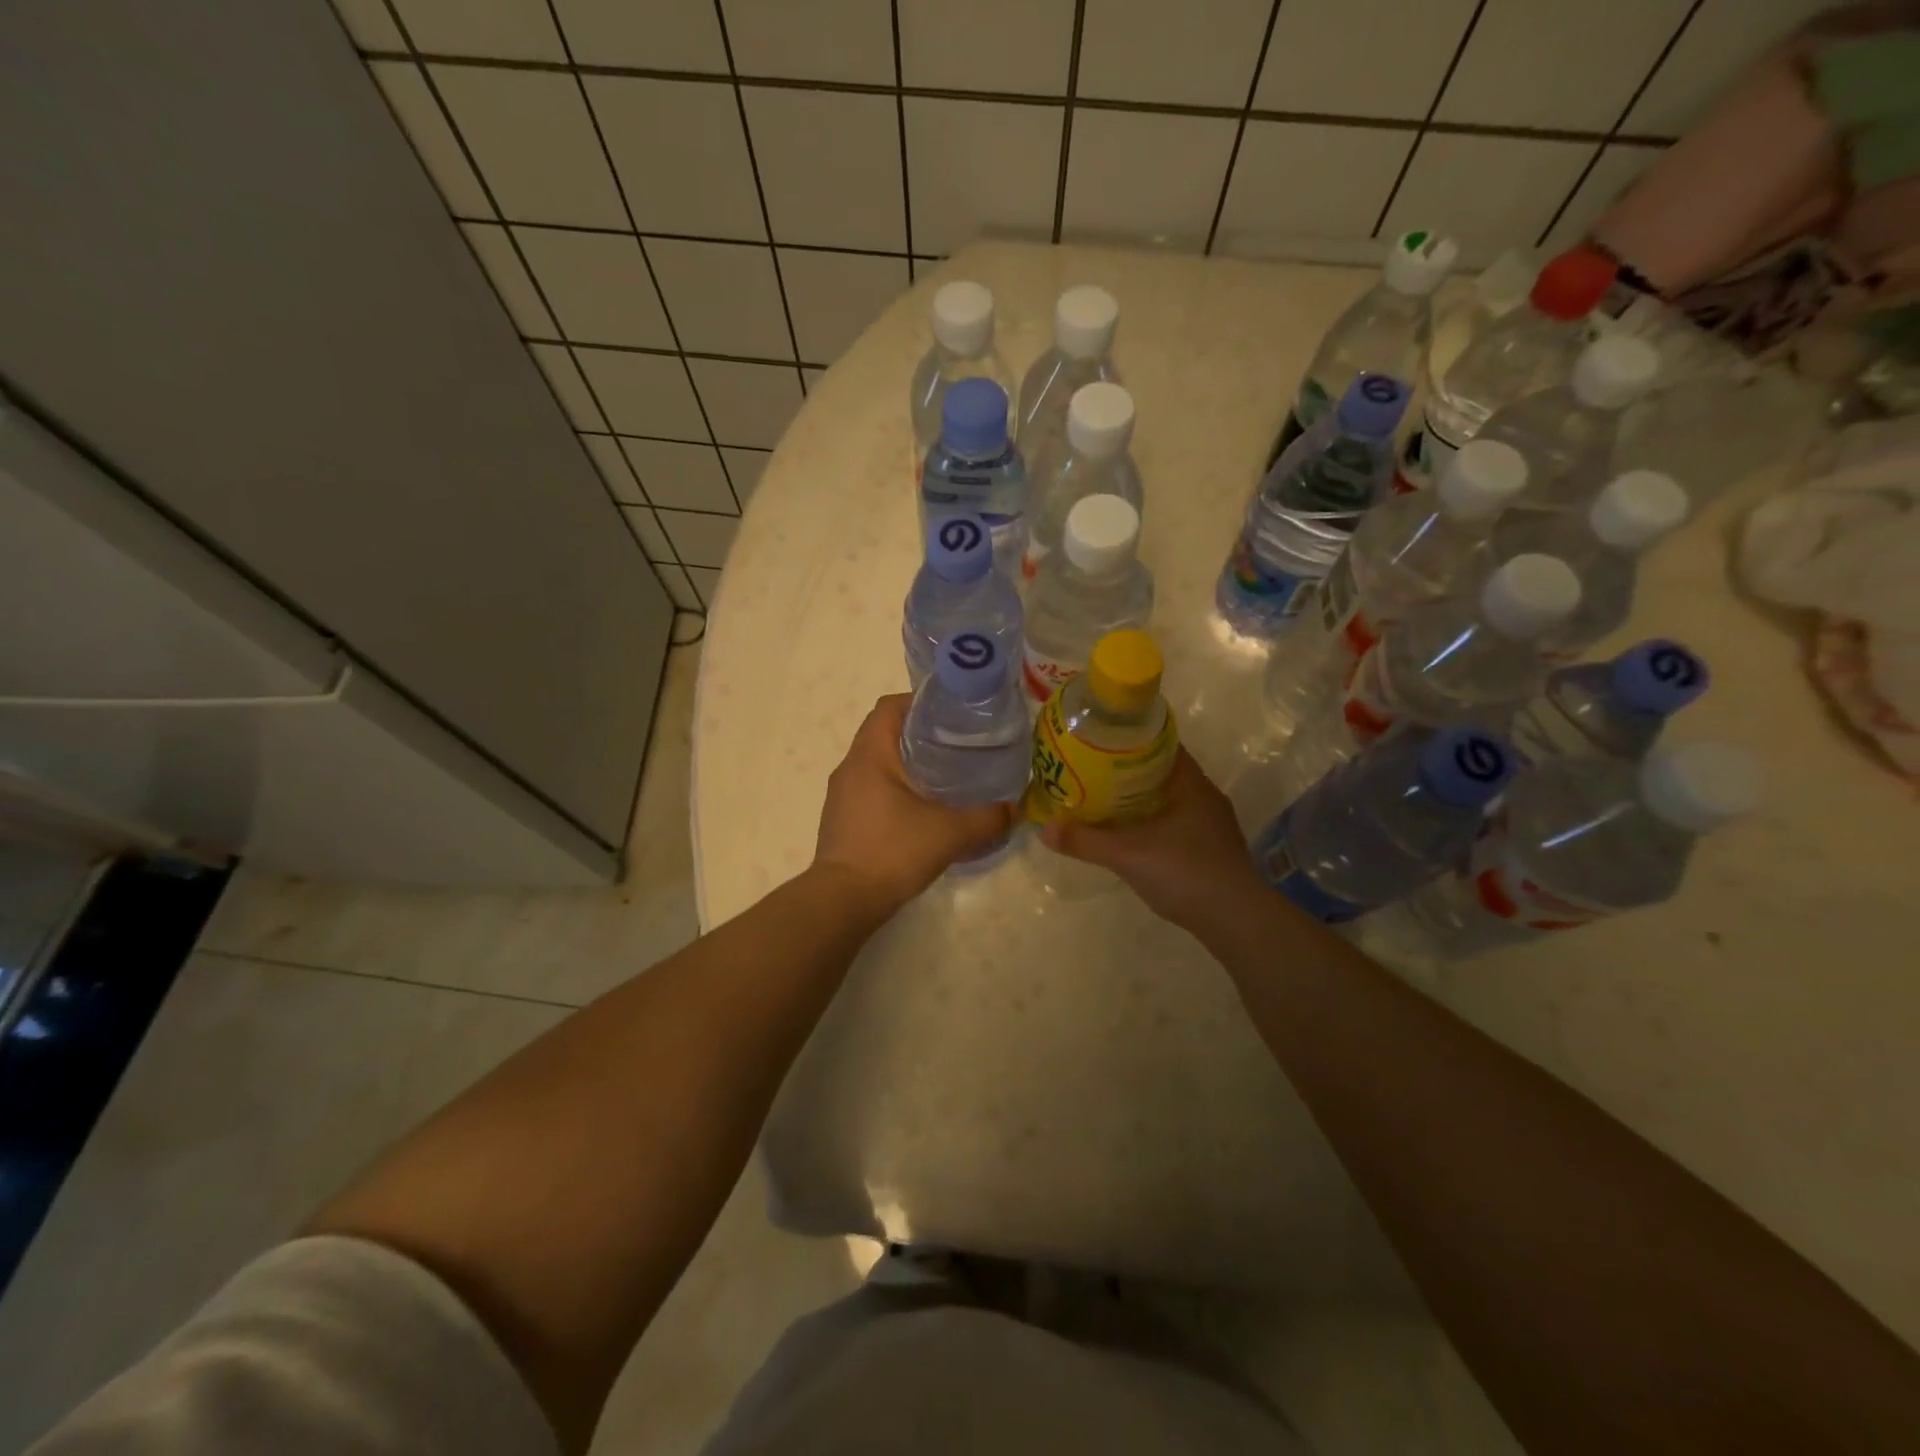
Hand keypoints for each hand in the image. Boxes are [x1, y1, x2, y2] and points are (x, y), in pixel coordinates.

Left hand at [812, 694, 1017, 912]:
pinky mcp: (843, 819)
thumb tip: (1015, 808)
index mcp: (870, 754)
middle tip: (960, 745)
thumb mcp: (951, 833)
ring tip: (947, 775)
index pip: (890, 706)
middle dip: (922, 734)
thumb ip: (988, 818)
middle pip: (885, 732)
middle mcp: (850, 767)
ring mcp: (842, 794)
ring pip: (878, 762)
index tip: (953, 715)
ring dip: (909, 763)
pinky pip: (872, 788)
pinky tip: (924, 809)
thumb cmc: (893, 852)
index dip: (921, 702)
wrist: (843, 901)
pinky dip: (897, 789)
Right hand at [1041, 749, 1266, 931]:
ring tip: (1104, 800)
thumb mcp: (1127, 855)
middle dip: (1128, 771)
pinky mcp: (1211, 848)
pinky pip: (1175, 821)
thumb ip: (1085, 841)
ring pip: (1169, 799)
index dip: (1130, 739)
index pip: (1161, 745)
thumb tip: (1044, 829)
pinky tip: (1130, 834)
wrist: (1236, 920)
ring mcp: (1211, 824)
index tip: (1100, 741)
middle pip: (1162, 771)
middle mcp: (1204, 796)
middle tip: (1092, 771)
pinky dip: (1151, 821)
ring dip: (1140, 798)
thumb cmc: (1185, 872)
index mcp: (1190, 783)